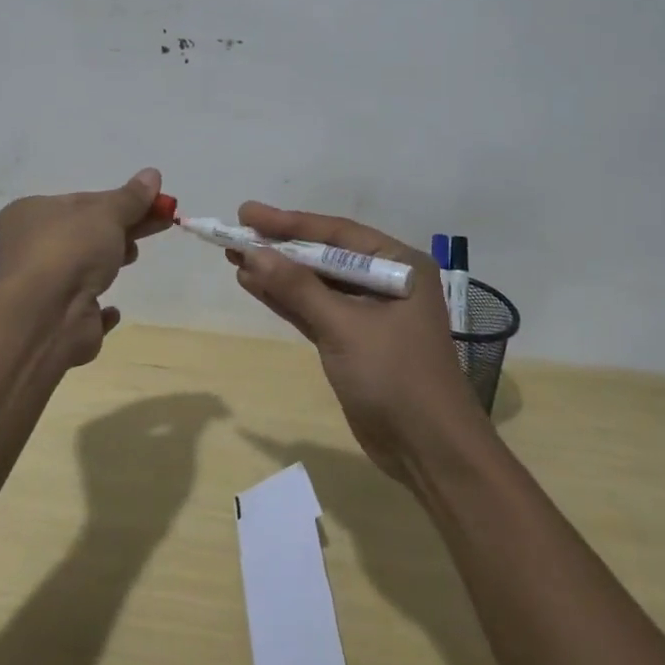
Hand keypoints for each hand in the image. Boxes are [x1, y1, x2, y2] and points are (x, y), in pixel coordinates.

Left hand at [0, 169, 171, 366]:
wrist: (47, 317)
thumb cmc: (70, 250)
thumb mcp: (106, 214)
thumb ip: (130, 198)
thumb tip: (152, 174)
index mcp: (29, 214)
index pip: (81, 201)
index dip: (118, 201)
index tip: (152, 204)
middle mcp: (28, 248)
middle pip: (86, 232)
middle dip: (122, 228)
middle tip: (159, 224)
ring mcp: (41, 286)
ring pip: (83, 268)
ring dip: (109, 262)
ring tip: (132, 258)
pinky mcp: (55, 319)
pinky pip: (81, 308)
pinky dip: (98, 306)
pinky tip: (112, 310)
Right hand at [229, 202, 484, 482]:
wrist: (429, 452)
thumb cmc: (395, 376)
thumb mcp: (345, 327)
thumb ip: (298, 288)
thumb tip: (253, 253)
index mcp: (398, 266)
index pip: (337, 234)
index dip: (290, 223)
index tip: (248, 213)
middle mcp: (385, 282)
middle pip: (324, 255)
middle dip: (280, 246)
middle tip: (235, 231)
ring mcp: (369, 313)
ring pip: (315, 283)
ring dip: (278, 272)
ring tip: (234, 255)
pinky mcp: (353, 341)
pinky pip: (314, 310)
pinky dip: (286, 299)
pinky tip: (254, 285)